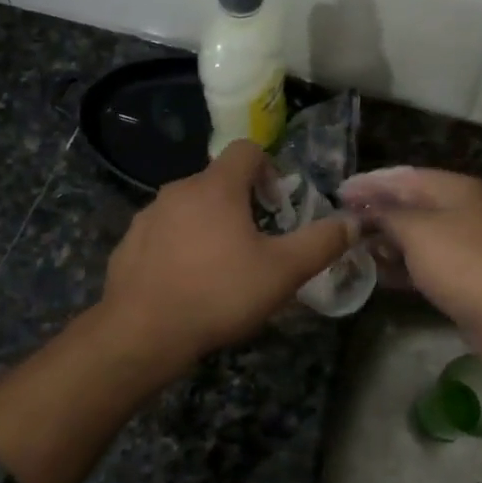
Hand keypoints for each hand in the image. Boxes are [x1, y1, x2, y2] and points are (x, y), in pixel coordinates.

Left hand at [98, 140, 354, 371]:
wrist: (142, 333)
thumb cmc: (219, 293)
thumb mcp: (283, 272)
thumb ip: (321, 243)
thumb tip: (353, 223)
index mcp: (216, 187)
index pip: (246, 150)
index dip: (269, 168)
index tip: (277, 205)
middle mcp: (178, 190)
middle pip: (218, 181)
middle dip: (241, 204)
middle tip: (256, 243)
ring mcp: (148, 216)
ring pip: (189, 208)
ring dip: (209, 225)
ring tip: (221, 267)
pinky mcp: (128, 243)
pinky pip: (163, 233)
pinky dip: (179, 246)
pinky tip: (187, 283)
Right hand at [337, 167, 481, 365]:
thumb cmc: (459, 262)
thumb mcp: (415, 231)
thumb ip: (385, 214)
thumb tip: (362, 208)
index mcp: (454, 188)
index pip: (404, 177)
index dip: (370, 184)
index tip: (338, 193)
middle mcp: (460, 209)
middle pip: (409, 204)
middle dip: (375, 212)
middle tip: (340, 221)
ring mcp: (462, 243)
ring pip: (415, 234)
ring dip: (385, 239)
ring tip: (351, 246)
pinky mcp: (460, 273)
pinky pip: (422, 261)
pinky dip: (400, 263)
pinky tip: (375, 272)